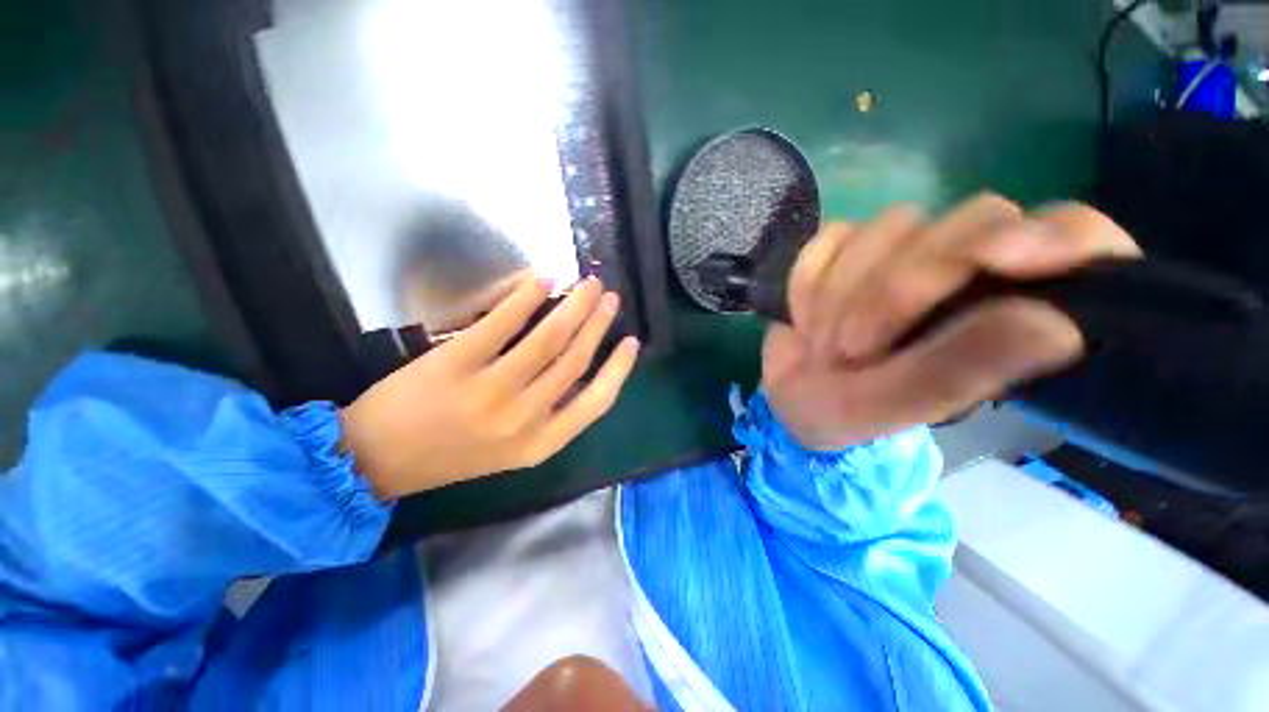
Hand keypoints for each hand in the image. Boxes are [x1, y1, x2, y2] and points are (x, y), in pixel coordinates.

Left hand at [341, 274, 639, 498]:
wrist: (376, 461)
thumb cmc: (451, 455)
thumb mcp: (513, 450)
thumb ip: (550, 415)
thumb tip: (580, 370)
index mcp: (541, 443)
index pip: (597, 402)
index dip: (620, 369)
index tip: (632, 341)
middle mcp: (523, 418)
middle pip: (575, 360)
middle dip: (598, 324)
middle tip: (609, 297)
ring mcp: (490, 391)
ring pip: (549, 339)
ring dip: (574, 305)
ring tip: (588, 284)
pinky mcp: (456, 363)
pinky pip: (502, 323)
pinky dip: (526, 297)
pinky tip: (542, 280)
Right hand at [763, 196, 1140, 450]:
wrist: (788, 393)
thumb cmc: (845, 412)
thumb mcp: (893, 408)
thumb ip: (957, 371)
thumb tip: (1055, 326)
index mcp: (1012, 311)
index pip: (1078, 238)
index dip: (1056, 236)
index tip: (1001, 259)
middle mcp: (971, 267)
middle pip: (971, 221)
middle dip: (898, 289)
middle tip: (852, 349)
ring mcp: (906, 248)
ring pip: (892, 226)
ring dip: (843, 293)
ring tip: (824, 345)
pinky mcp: (850, 245)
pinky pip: (831, 240)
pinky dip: (810, 281)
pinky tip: (806, 318)